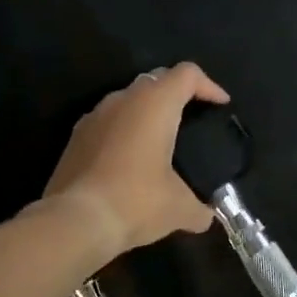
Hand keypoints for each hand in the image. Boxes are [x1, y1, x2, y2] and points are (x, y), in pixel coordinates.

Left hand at [42, 62, 228, 260]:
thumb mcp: (180, 209)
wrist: (75, 222)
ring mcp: (94, 116)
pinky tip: (130, 159)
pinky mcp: (75, 137)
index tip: (221, 104)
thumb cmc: (136, 201)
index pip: (187, 74)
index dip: (208, 85)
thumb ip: (200, 208)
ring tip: (161, 139)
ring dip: (147, 111)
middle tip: (194, 117)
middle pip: (156, 80)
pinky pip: (108, 121)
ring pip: (128, 99)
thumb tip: (206, 217)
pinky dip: (124, 130)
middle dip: (177, 93)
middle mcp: (123, 99)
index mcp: (155, 104)